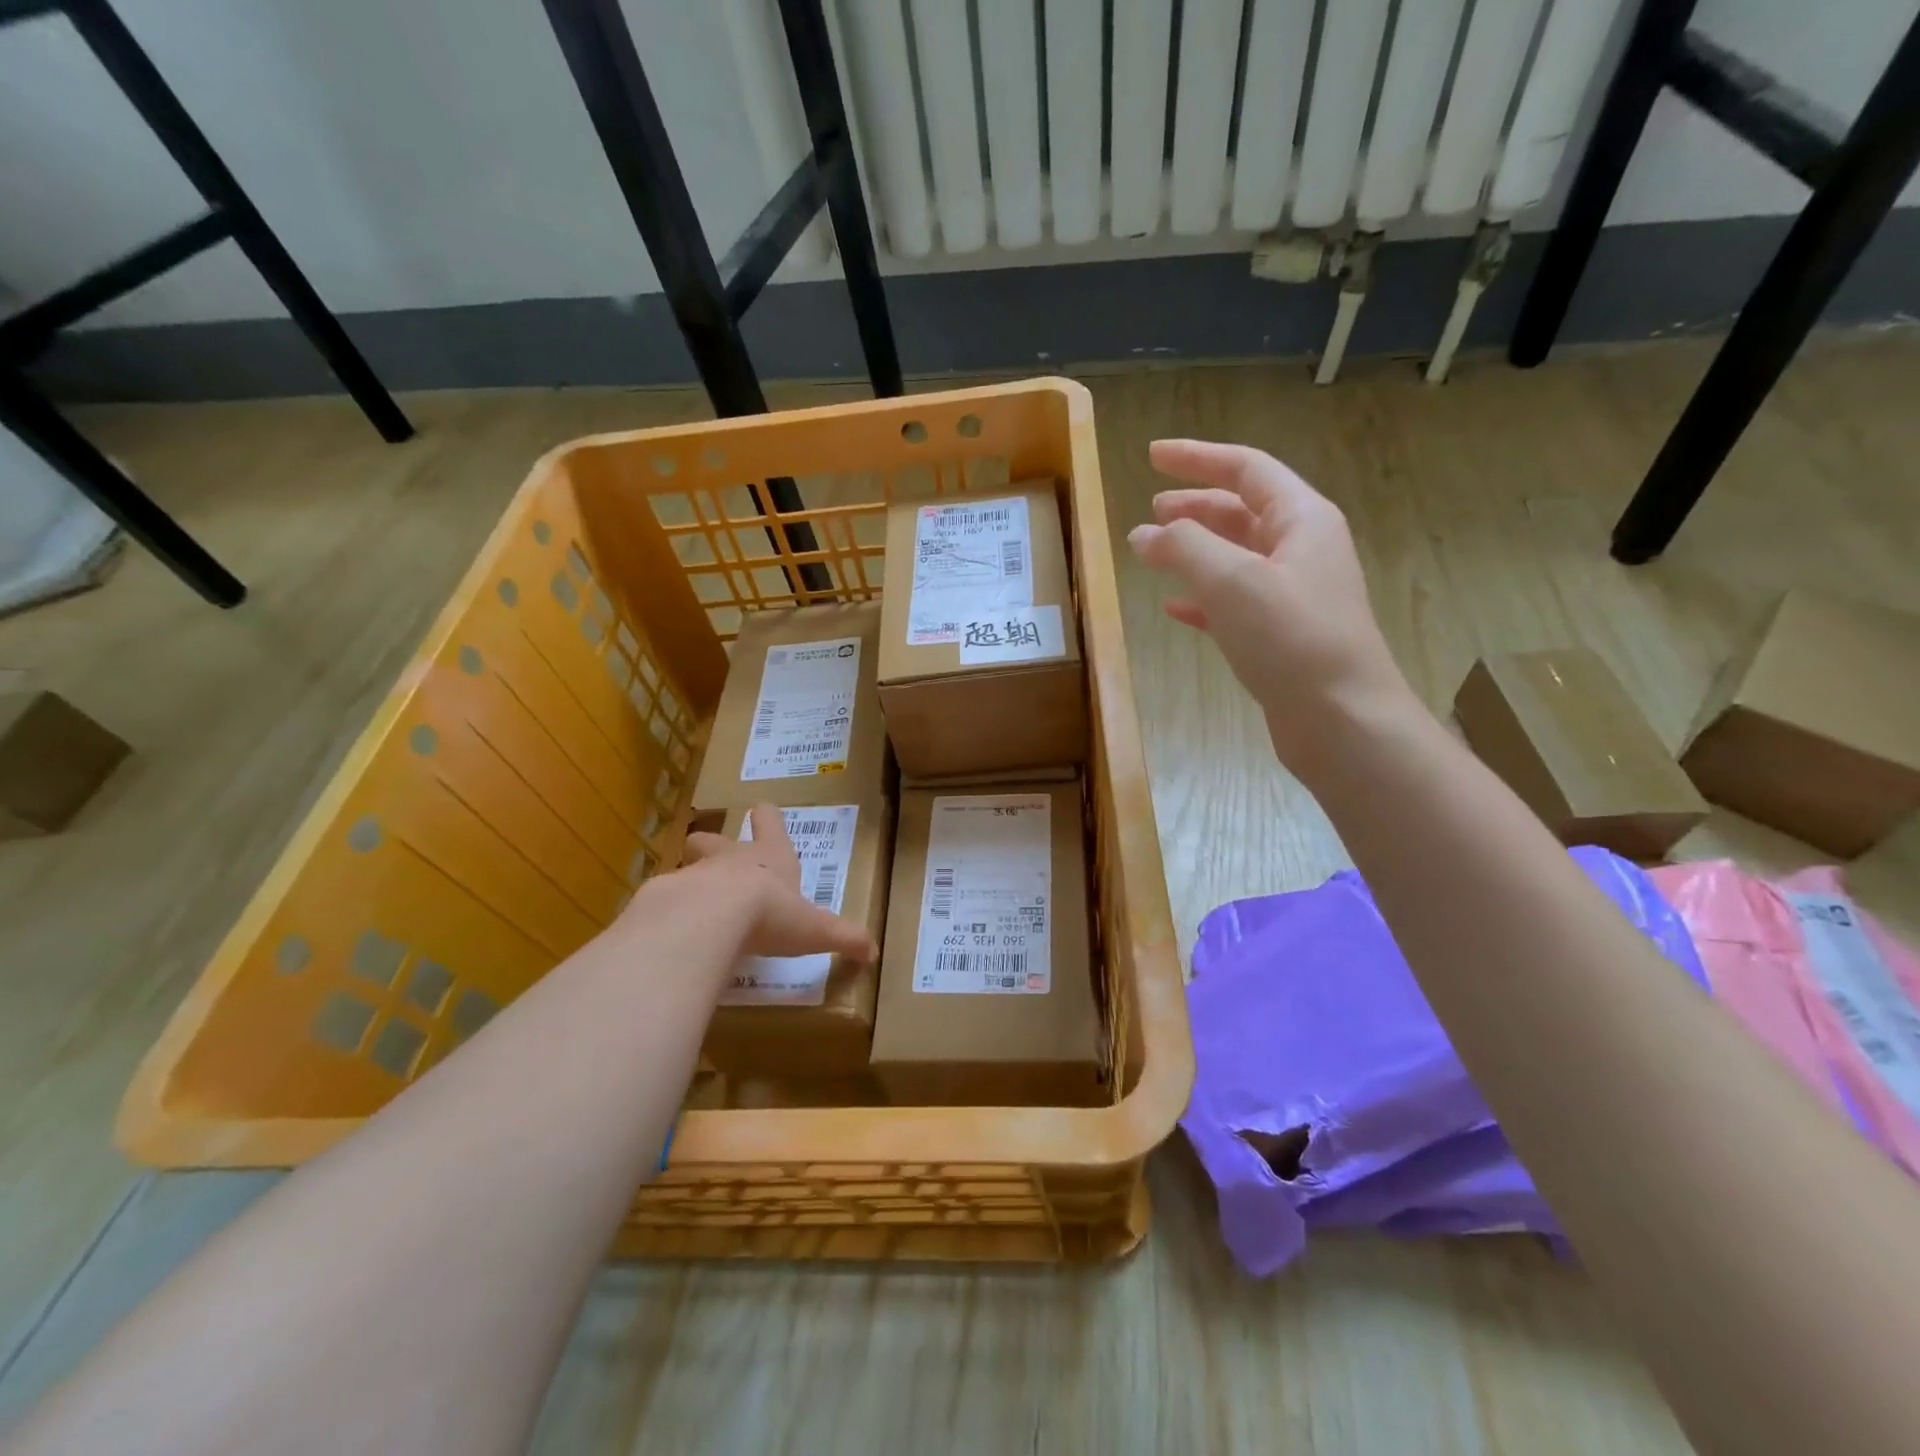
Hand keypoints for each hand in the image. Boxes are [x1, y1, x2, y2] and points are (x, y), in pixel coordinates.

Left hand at [681, 804, 877, 960]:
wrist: (712, 917)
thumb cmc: (771, 912)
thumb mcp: (815, 929)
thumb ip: (844, 938)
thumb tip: (874, 953)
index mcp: (770, 858)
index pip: (770, 823)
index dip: (768, 817)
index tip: (763, 810)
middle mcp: (731, 859)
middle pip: (714, 839)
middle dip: (714, 846)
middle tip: (716, 860)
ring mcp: (694, 875)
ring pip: (688, 867)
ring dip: (691, 881)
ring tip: (694, 906)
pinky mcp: (665, 899)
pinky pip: (665, 901)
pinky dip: (669, 913)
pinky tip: (673, 936)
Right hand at [1127, 439, 1414, 767]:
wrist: (1341, 719)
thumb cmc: (1291, 637)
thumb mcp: (1231, 580)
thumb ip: (1182, 547)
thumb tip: (1143, 533)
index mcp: (1301, 519)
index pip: (1246, 468)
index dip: (1197, 457)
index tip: (1152, 455)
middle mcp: (1302, 549)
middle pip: (1242, 511)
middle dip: (1195, 505)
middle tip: (1152, 508)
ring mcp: (1293, 594)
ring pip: (1236, 557)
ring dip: (1195, 551)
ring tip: (1154, 551)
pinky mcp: (1281, 635)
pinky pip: (1235, 602)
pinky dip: (1202, 598)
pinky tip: (1174, 607)